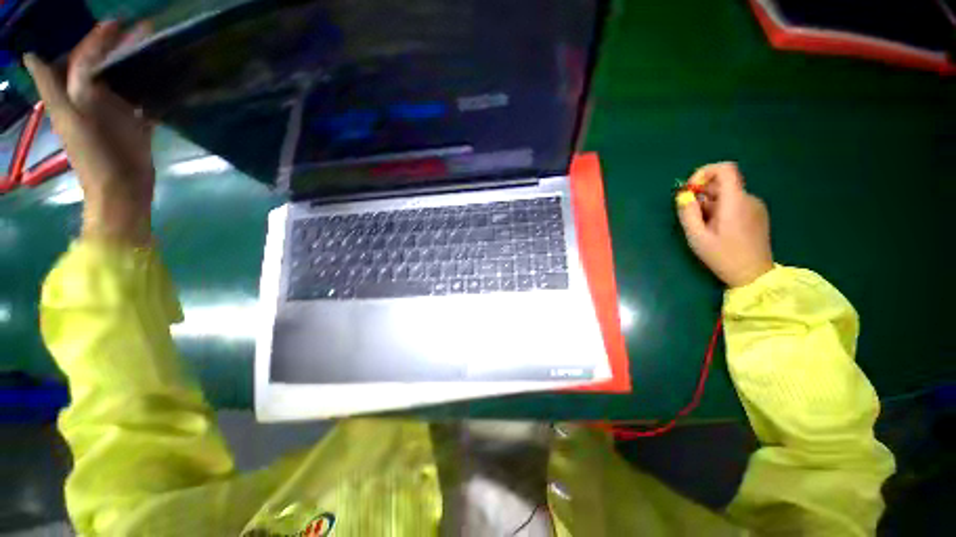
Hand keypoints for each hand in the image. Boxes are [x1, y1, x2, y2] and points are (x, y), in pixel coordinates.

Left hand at [23, 21, 153, 244]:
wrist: (121, 190)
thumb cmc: (93, 157)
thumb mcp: (68, 120)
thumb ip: (51, 88)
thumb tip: (31, 56)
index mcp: (79, 96)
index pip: (86, 60)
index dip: (97, 40)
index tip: (117, 23)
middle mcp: (97, 100)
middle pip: (109, 67)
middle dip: (121, 47)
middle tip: (142, 31)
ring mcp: (120, 114)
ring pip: (129, 82)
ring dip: (140, 65)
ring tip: (156, 49)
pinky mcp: (139, 127)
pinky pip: (146, 103)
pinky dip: (154, 91)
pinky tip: (165, 80)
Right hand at [676, 162, 773, 287]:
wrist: (753, 275)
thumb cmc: (722, 256)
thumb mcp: (697, 237)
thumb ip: (688, 213)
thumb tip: (683, 195)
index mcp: (735, 201)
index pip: (725, 169)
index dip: (705, 172)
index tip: (691, 189)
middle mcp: (748, 199)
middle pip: (723, 183)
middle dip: (702, 194)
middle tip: (691, 215)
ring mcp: (755, 206)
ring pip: (727, 195)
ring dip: (709, 204)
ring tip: (703, 226)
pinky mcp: (757, 214)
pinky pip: (735, 203)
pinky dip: (720, 209)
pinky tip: (716, 229)